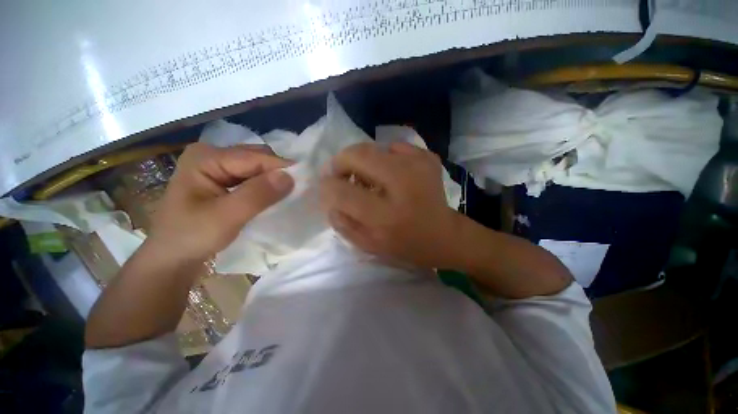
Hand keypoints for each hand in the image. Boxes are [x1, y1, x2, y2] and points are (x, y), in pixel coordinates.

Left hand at [148, 142, 293, 262]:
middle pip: (256, 157)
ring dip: (273, 179)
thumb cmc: (192, 237)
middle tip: (296, 190)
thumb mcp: (226, 217)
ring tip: (288, 193)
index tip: (305, 181)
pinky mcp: (222, 179)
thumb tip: (290, 176)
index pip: (254, 157)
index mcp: (206, 157)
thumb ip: (258, 195)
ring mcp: (216, 166)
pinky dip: (266, 185)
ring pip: (257, 167)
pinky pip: (252, 177)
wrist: (172, 257)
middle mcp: (211, 155)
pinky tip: (273, 195)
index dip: (281, 168)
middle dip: (277, 173)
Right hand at [320, 141, 460, 268]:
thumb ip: (342, 221)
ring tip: (366, 178)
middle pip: (357, 155)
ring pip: (372, 147)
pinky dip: (383, 159)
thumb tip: (327, 195)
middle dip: (340, 163)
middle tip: (341, 176)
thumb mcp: (368, 244)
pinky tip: (389, 175)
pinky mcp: (427, 157)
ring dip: (361, 161)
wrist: (444, 235)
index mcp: (386, 216)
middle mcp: (403, 184)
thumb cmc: (405, 245)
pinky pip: (393, 147)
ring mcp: (418, 165)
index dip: (327, 187)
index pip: (342, 192)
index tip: (325, 187)